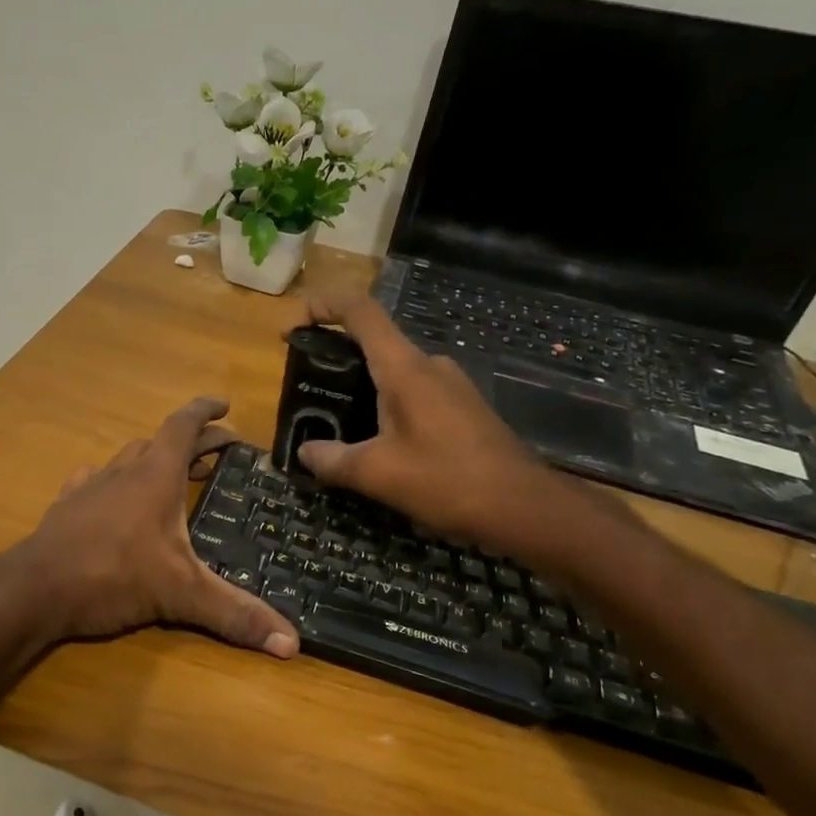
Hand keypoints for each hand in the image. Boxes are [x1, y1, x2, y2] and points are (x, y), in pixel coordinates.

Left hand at [18, 398, 299, 656]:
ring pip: (127, 458)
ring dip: (152, 459)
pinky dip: (111, 481)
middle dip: (192, 442)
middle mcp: (123, 472)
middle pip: (160, 442)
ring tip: (172, 476)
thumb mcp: (182, 594)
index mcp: (155, 476)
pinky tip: (111, 495)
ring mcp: (90, 488)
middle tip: (217, 452)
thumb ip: (234, 614)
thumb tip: (292, 644)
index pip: (184, 425)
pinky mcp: (66, 508)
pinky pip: (93, 480)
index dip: (206, 411)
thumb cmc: (113, 576)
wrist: (35, 589)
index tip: (225, 405)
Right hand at [288, 295, 623, 563]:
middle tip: (308, 393)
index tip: (291, 330)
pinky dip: (386, 406)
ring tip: (336, 425)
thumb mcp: (377, 474)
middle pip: (373, 341)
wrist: (525, 508)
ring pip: (394, 372)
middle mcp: (429, 365)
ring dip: (361, 389)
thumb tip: (305, 453)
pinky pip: (414, 394)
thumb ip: (333, 460)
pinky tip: (378, 445)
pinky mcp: (463, 408)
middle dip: (334, 359)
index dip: (320, 307)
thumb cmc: (448, 481)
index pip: (359, 310)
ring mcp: (451, 385)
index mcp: (404, 368)